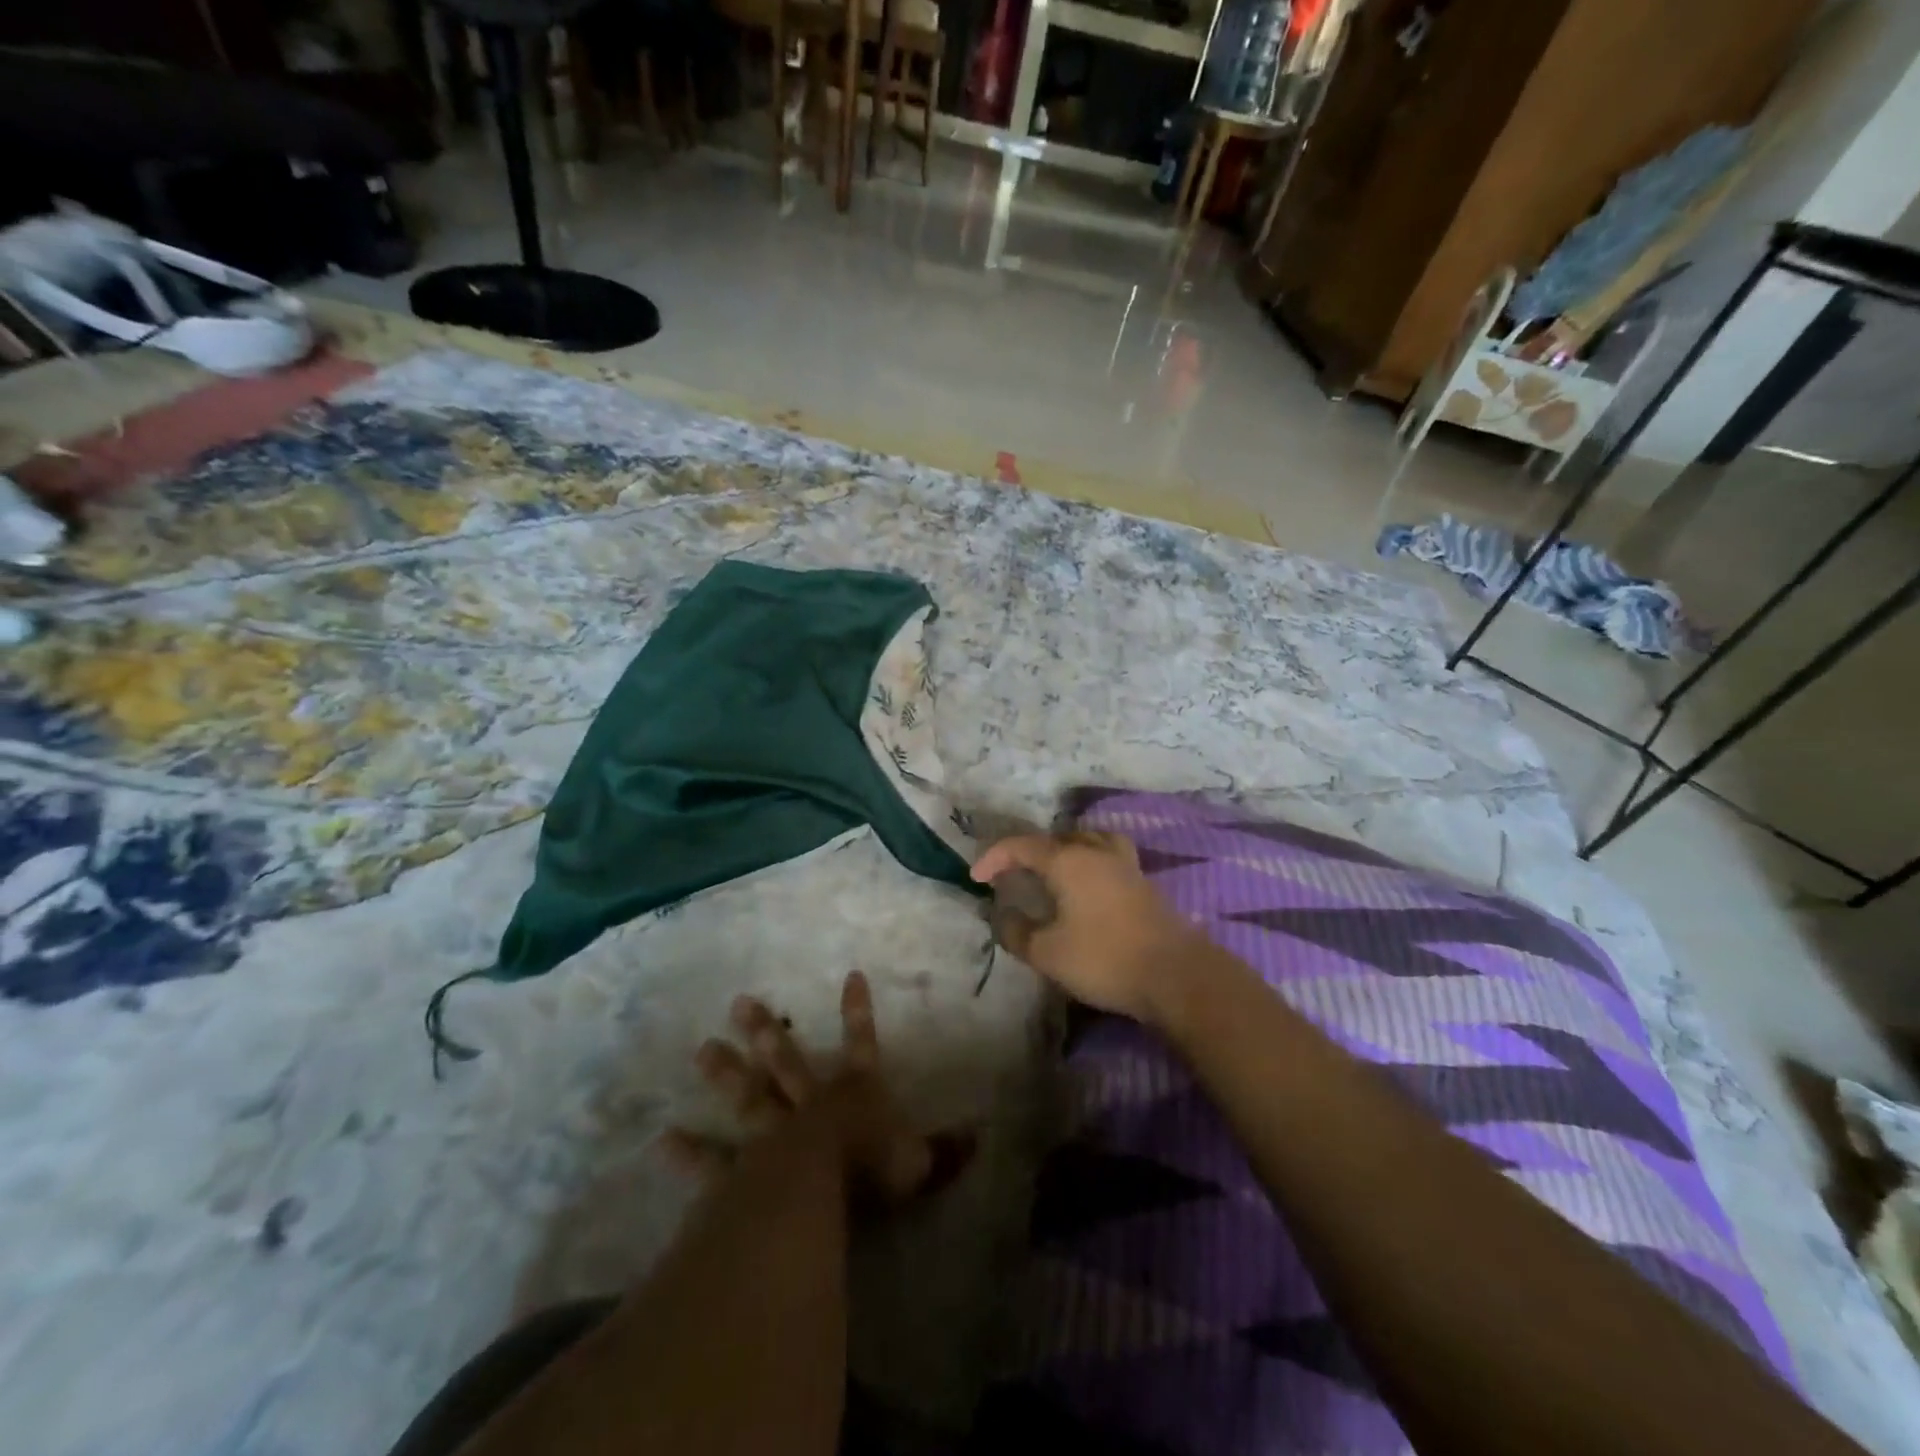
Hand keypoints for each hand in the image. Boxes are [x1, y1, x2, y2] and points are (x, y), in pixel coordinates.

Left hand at [658, 971, 970, 1205]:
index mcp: (853, 1098)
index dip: (859, 1013)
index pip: (862, 1045)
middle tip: (739, 1003)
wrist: (816, 1198)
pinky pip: (715, 1161)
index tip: (852, 975)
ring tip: (702, 1049)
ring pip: (749, 1096)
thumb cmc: (870, 1176)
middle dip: (767, 1033)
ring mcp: (771, 1135)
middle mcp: (809, 1106)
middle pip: (787, 1062)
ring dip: (728, 1074)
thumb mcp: (918, 1165)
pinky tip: (666, 1138)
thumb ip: (946, 1151)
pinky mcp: (743, 1172)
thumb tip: (983, 1136)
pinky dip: (692, 1152)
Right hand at [970, 831, 1200, 1022]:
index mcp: (1068, 860)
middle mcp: (1096, 852)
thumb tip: (1003, 917)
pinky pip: (1108, 857)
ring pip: (1089, 840)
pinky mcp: (1144, 883)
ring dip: (1065, 849)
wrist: (1176, 974)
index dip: (994, 857)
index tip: (976, 877)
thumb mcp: (1048, 953)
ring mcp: (1125, 865)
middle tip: (1014, 874)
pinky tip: (1088, 888)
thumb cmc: (1104, 959)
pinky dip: (1089, 862)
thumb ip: (1017, 932)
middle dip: (1029, 852)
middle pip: (1057, 837)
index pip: (1022, 846)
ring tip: (1054, 870)